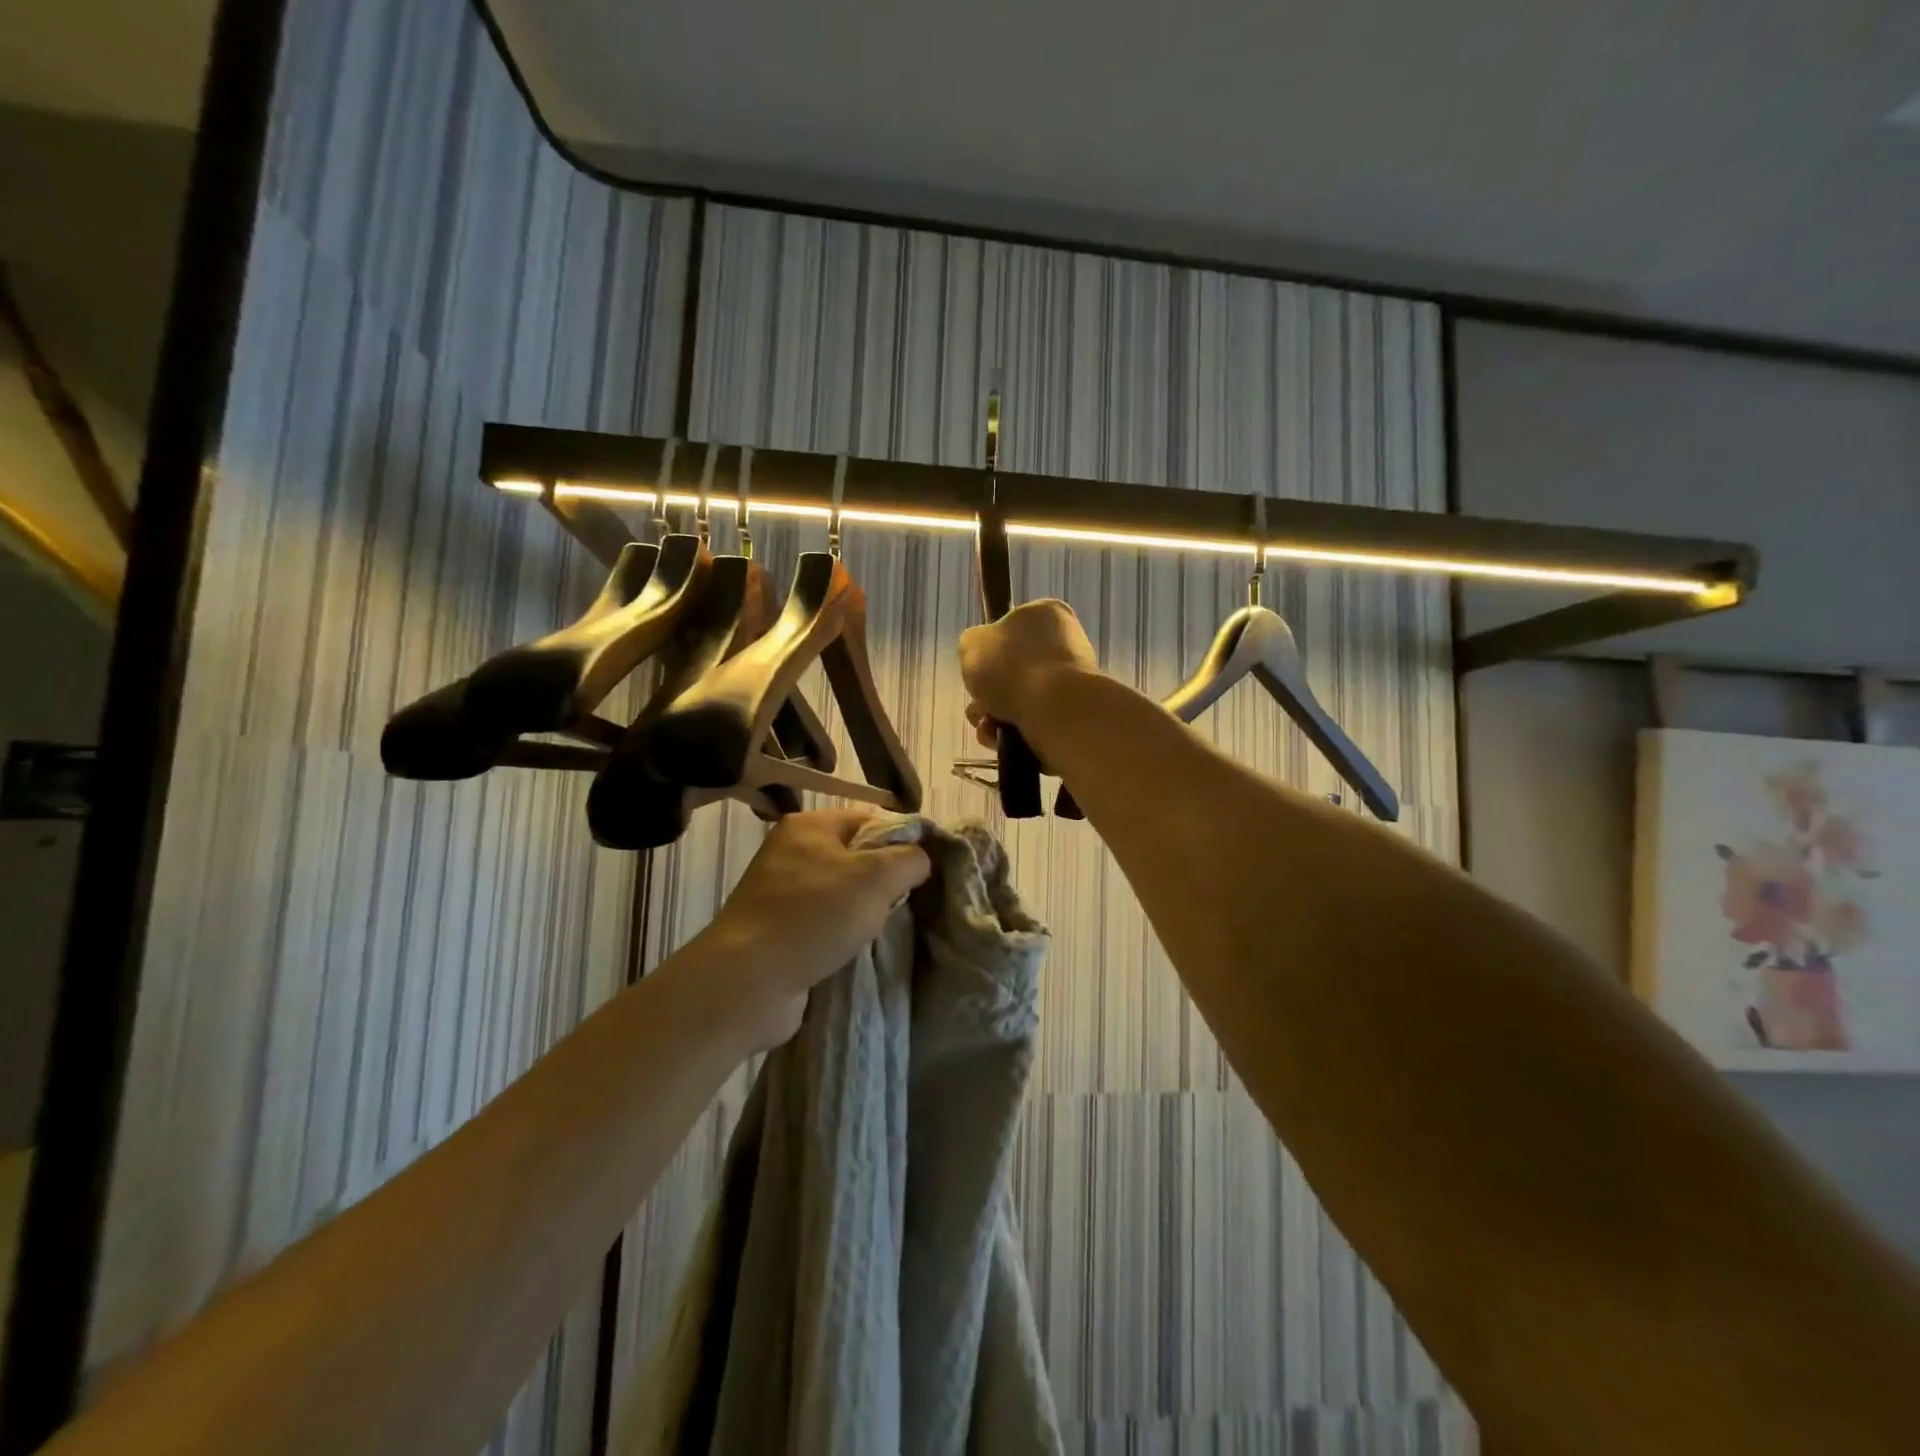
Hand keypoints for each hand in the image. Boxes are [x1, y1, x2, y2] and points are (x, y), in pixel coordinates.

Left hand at [692, 808, 930, 1048]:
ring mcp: (780, 891)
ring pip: (842, 891)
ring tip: (884, 927)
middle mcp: (791, 851)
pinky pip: (824, 921)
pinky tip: (857, 947)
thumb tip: (920, 860)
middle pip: (856, 855)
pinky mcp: (777, 928)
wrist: (749, 982)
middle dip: (885, 878)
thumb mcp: (877, 877)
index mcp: (809, 825)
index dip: (903, 839)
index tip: (925, 869)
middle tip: (908, 901)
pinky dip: (843, 932)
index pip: (870, 818)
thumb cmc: (815, 916)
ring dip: (865, 909)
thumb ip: (910, 859)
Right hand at [958, 598, 1098, 747]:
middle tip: (978, 703)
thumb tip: (982, 656)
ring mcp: (1074, 679)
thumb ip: (972, 645)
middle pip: (1013, 668)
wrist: (1055, 709)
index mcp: (1047, 613)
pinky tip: (1001, 740)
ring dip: (996, 715)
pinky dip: (1015, 731)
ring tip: (987, 726)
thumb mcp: (971, 644)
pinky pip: (1035, 720)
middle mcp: (1066, 642)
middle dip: (989, 691)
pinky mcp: (1075, 713)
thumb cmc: (1012, 666)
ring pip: (1021, 698)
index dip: (989, 648)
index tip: (978, 665)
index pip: (1011, 626)